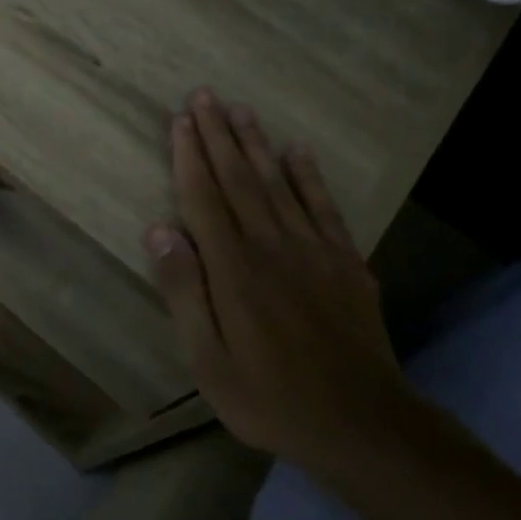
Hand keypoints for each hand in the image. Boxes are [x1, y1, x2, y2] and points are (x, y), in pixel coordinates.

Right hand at [146, 89, 409, 471]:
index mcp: (233, 268)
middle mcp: (272, 246)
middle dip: (219, 135)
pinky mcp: (346, 263)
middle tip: (205, 96)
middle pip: (240, 179)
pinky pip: (324, 207)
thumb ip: (184, 291)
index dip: (190, 156)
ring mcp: (314, 251)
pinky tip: (298, 151)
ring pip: (279, 183)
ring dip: (257, 144)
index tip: (180, 120)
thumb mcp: (208, 359)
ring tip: (241, 110)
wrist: (361, 424)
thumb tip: (159, 230)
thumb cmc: (269, 397)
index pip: (204, 198)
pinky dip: (309, 176)